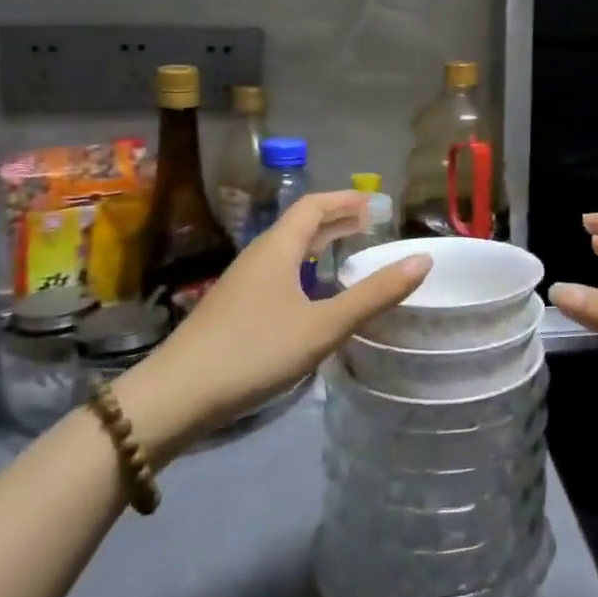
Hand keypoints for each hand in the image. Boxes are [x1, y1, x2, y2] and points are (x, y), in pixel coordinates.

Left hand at [116, 191, 429, 460]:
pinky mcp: (232, 308)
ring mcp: (241, 282)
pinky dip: (303, 267)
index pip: (314, 205)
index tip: (375, 203)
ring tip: (346, 252)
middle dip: (335, 219)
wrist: (175, 397)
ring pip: (286, 249)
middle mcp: (258, 255)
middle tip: (369, 224)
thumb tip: (422, 260)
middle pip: (299, 224)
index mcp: (278, 248)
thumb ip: (374, 295)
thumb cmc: (254, 352)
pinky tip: (310, 294)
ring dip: (318, 243)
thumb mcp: (323, 326)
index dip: (345, 199)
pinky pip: (277, 270)